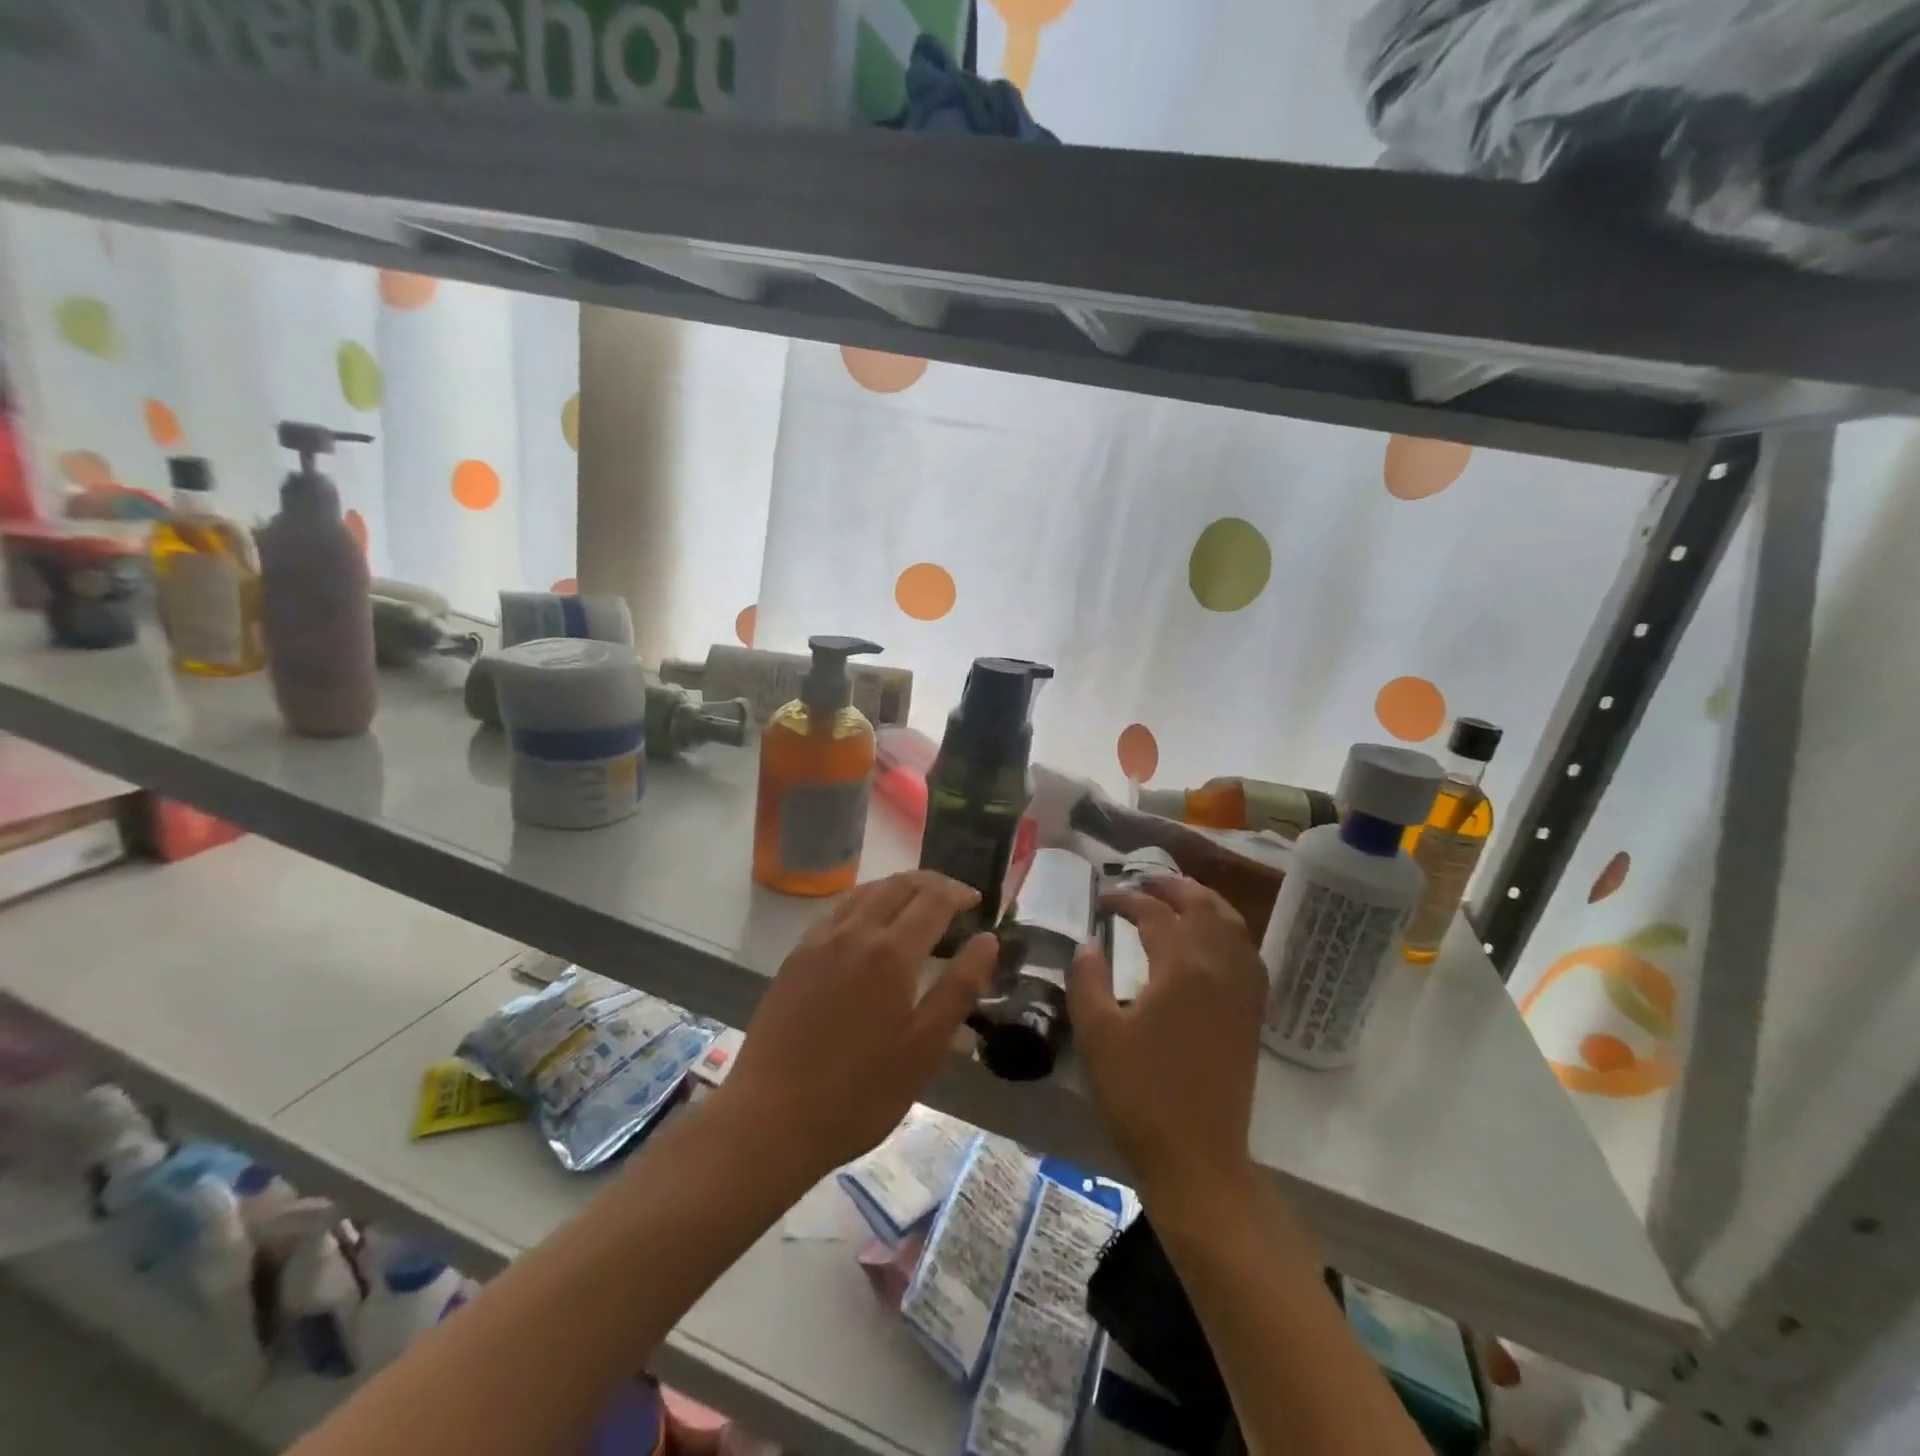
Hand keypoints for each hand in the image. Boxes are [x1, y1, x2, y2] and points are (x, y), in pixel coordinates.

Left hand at [717, 872, 997, 1181]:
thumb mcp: (925, 1048)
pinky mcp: (795, 958)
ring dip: (897, 887)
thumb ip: (959, 988)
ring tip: (917, 901)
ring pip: (865, 892)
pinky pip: (837, 910)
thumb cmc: (859, 1093)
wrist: (771, 1119)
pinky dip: (865, 901)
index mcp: (891, 953)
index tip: (978, 900)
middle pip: (898, 886)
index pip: (933, 900)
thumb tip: (988, 940)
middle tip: (954, 896)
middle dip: (931, 883)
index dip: (959, 893)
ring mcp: (819, 942)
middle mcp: (854, 933)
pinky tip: (868, 923)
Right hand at [1069, 876, 1266, 1199]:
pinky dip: (1228, 932)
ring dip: (1205, 903)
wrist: (1197, 1157)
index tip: (1102, 901)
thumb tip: (1087, 946)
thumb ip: (1087, 980)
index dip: (1126, 900)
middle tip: (1142, 883)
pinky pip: (1248, 954)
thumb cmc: (1140, 1093)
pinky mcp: (1252, 1015)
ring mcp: (1243, 991)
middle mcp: (1220, 968)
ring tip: (1179, 900)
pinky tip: (1213, 943)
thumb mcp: (1097, 1034)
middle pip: (1203, 906)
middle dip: (1172, 887)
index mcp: (1182, 967)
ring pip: (1233, 925)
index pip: (1154, 914)